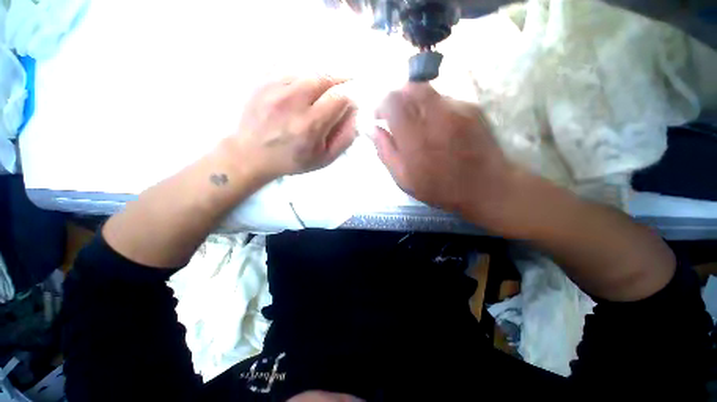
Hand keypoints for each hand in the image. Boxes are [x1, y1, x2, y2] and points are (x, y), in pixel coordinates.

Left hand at [226, 76, 356, 181]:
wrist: (251, 154)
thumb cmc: (292, 160)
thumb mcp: (324, 159)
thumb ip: (345, 138)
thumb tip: (356, 114)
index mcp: (309, 126)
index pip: (339, 97)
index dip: (351, 95)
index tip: (353, 100)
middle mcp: (292, 102)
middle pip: (325, 77)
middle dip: (340, 80)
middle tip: (345, 88)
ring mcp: (275, 88)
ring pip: (309, 70)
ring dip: (323, 78)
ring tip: (326, 89)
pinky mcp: (263, 81)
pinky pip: (292, 68)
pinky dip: (305, 75)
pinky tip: (306, 87)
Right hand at [373, 83, 520, 233]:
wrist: (488, 187)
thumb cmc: (440, 189)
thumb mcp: (404, 179)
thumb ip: (385, 152)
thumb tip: (371, 129)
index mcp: (415, 138)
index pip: (391, 101)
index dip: (380, 104)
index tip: (378, 117)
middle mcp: (436, 116)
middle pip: (410, 87)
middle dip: (396, 97)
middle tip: (395, 115)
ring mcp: (458, 108)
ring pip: (427, 91)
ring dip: (415, 104)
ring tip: (418, 126)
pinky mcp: (472, 107)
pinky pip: (444, 99)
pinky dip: (433, 109)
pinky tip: (438, 129)